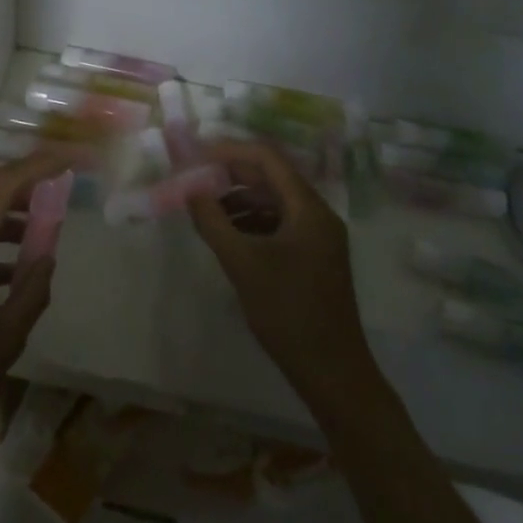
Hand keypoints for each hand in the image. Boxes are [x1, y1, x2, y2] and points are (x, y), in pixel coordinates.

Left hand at [0, 150, 73, 475]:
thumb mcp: (6, 338)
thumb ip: (32, 290)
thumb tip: (47, 257)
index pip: (2, 186)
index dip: (38, 166)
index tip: (70, 161)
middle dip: (24, 184)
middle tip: (60, 187)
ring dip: (6, 213)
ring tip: (43, 227)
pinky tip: (13, 268)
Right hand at [190, 140, 379, 409]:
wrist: (332, 370)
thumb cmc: (288, 311)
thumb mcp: (243, 263)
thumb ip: (213, 222)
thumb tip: (190, 190)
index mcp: (308, 208)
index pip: (267, 159)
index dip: (230, 151)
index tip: (197, 156)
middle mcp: (317, 214)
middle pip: (272, 178)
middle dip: (232, 175)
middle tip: (195, 179)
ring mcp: (318, 237)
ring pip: (274, 202)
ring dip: (240, 200)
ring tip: (205, 209)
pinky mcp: (313, 258)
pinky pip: (279, 225)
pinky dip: (252, 222)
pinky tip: (228, 235)